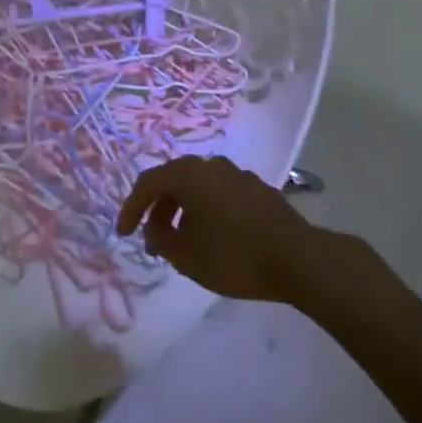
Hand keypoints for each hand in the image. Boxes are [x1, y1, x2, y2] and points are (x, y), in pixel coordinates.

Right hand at [117, 155, 315, 302]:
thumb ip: (160, 239)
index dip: (131, 207)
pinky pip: (221, 194)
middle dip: (159, 209)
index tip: (124, 233)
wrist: (297, 258)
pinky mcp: (258, 189)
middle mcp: (209, 164)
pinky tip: (216, 237)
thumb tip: (154, 228)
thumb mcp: (186, 256)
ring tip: (184, 241)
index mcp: (187, 174)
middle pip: (174, 181)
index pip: (148, 182)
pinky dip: (209, 211)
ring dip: (184, 210)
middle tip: (154, 239)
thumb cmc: (234, 255)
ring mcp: (236, 173)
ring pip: (199, 187)